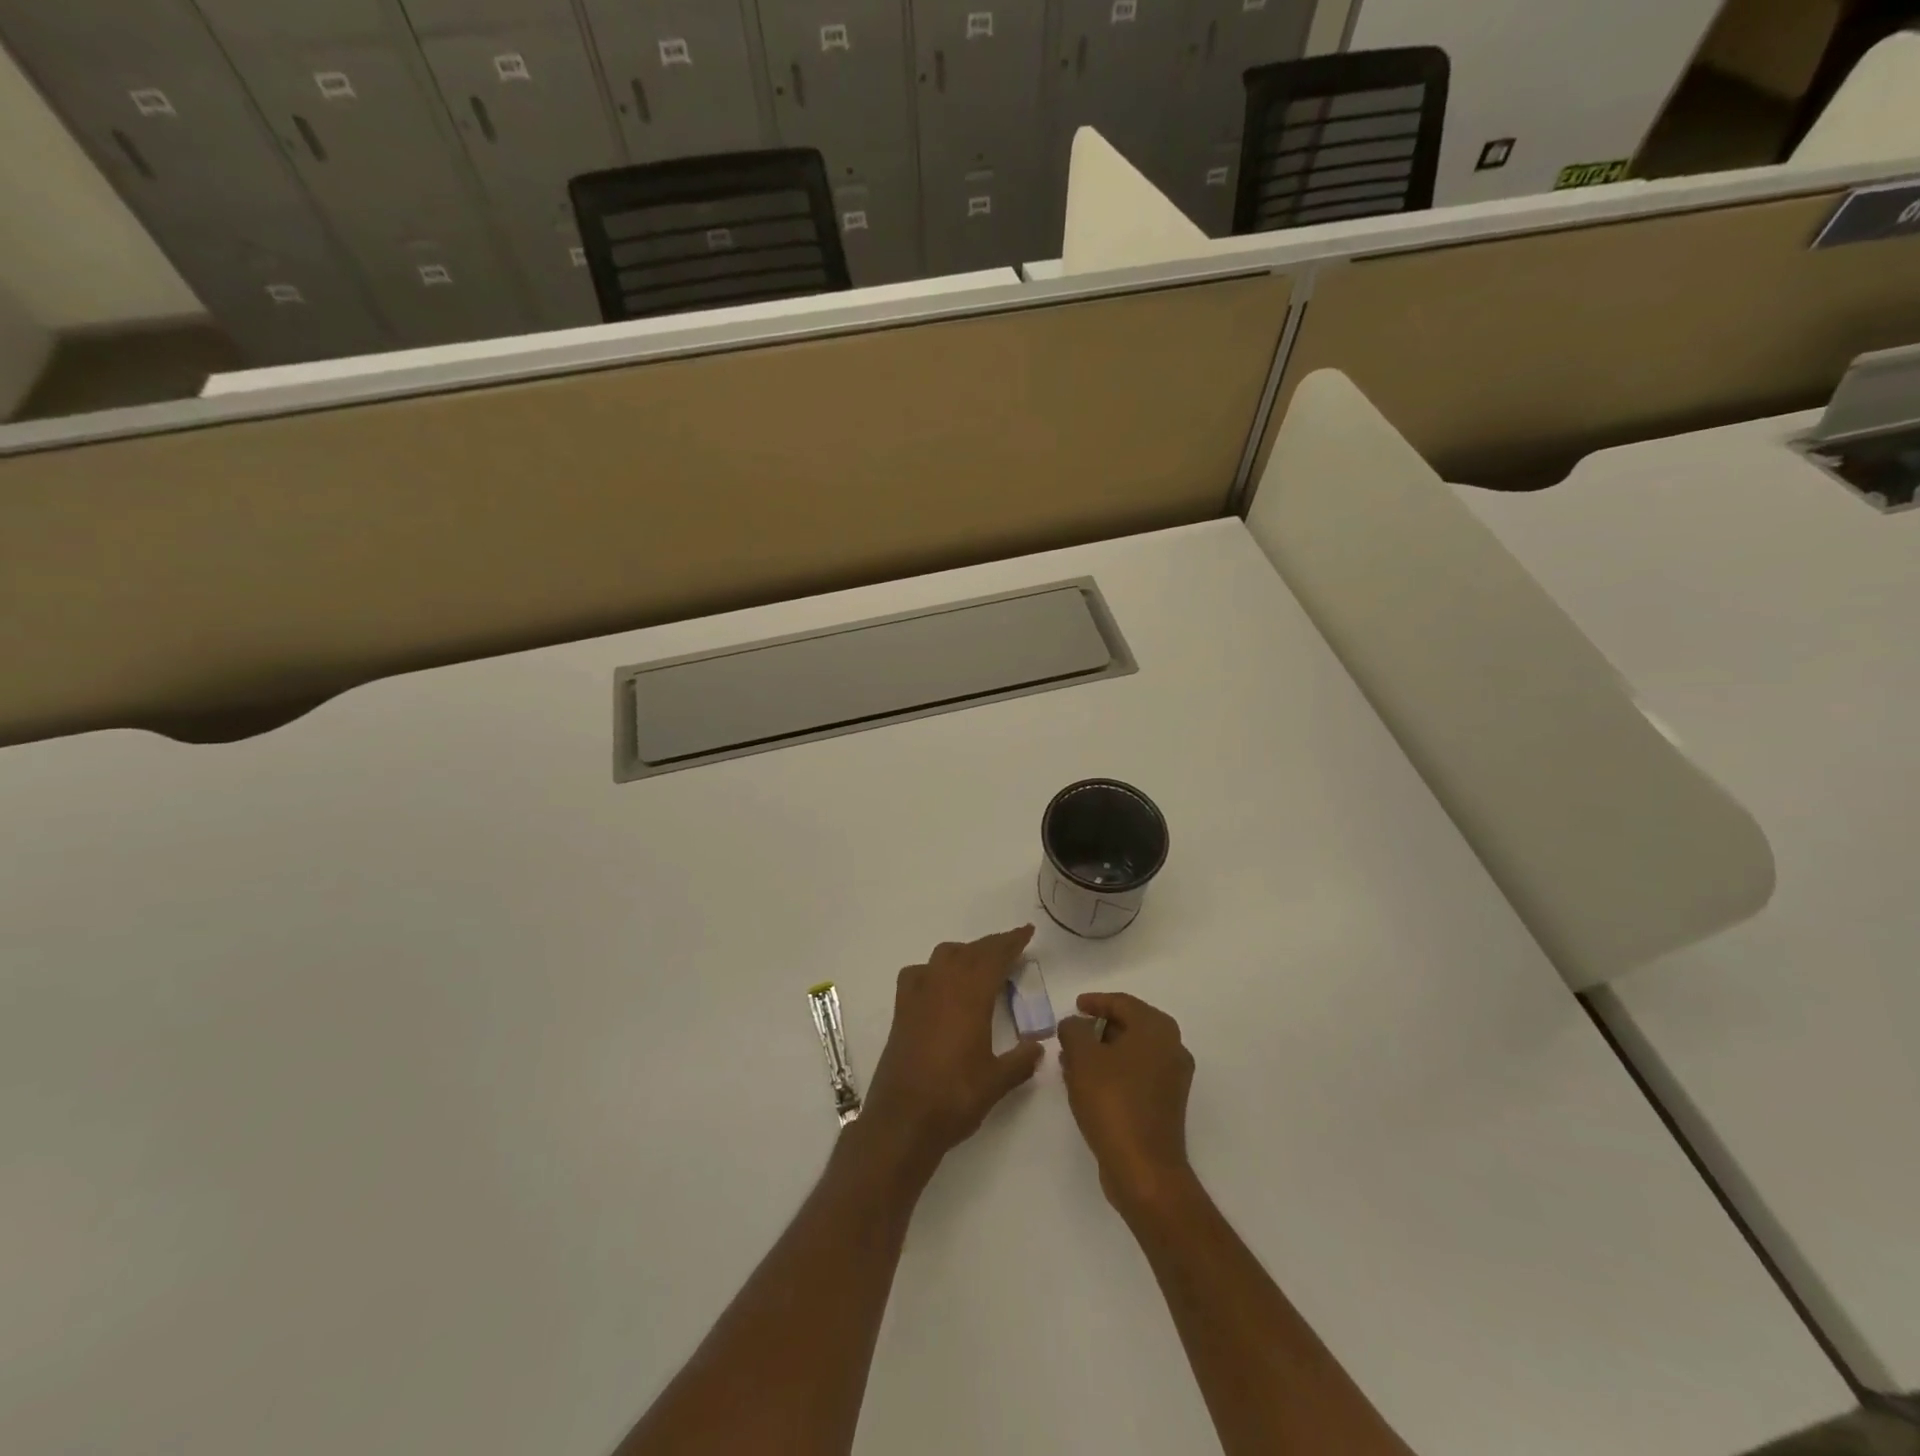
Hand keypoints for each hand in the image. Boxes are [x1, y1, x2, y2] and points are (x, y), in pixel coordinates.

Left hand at [860, 927, 1044, 1171]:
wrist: (902, 1120)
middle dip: (992, 946)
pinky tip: (938, 983)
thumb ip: (1020, 1061)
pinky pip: (918, 974)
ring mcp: (918, 995)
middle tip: (1012, 946)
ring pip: (944, 956)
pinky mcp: (901, 1010)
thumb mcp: (997, 1081)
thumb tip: (1038, 1047)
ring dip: (965, 953)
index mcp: (970, 996)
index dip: (1012, 942)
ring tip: (980, 964)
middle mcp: (943, 985)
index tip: (1027, 931)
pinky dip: (933, 969)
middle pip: (970, 952)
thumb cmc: (954, 1097)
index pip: (994, 956)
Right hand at [1058, 992, 1195, 1215]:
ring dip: (1102, 1052)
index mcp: (1157, 1029)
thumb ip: (1074, 1030)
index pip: (1123, 1002)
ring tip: (1071, 1059)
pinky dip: (1112, 1072)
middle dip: (1097, 1029)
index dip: (1096, 1001)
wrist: (1144, 1169)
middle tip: (1071, 1033)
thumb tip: (1075, 1024)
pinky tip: (1086, 1083)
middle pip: (1129, 1026)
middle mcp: (1172, 1048)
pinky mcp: (1166, 1104)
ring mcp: (1172, 1079)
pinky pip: (1135, 1075)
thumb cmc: (1113, 1102)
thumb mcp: (1083, 1057)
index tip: (1075, 1005)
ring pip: (1131, 1053)